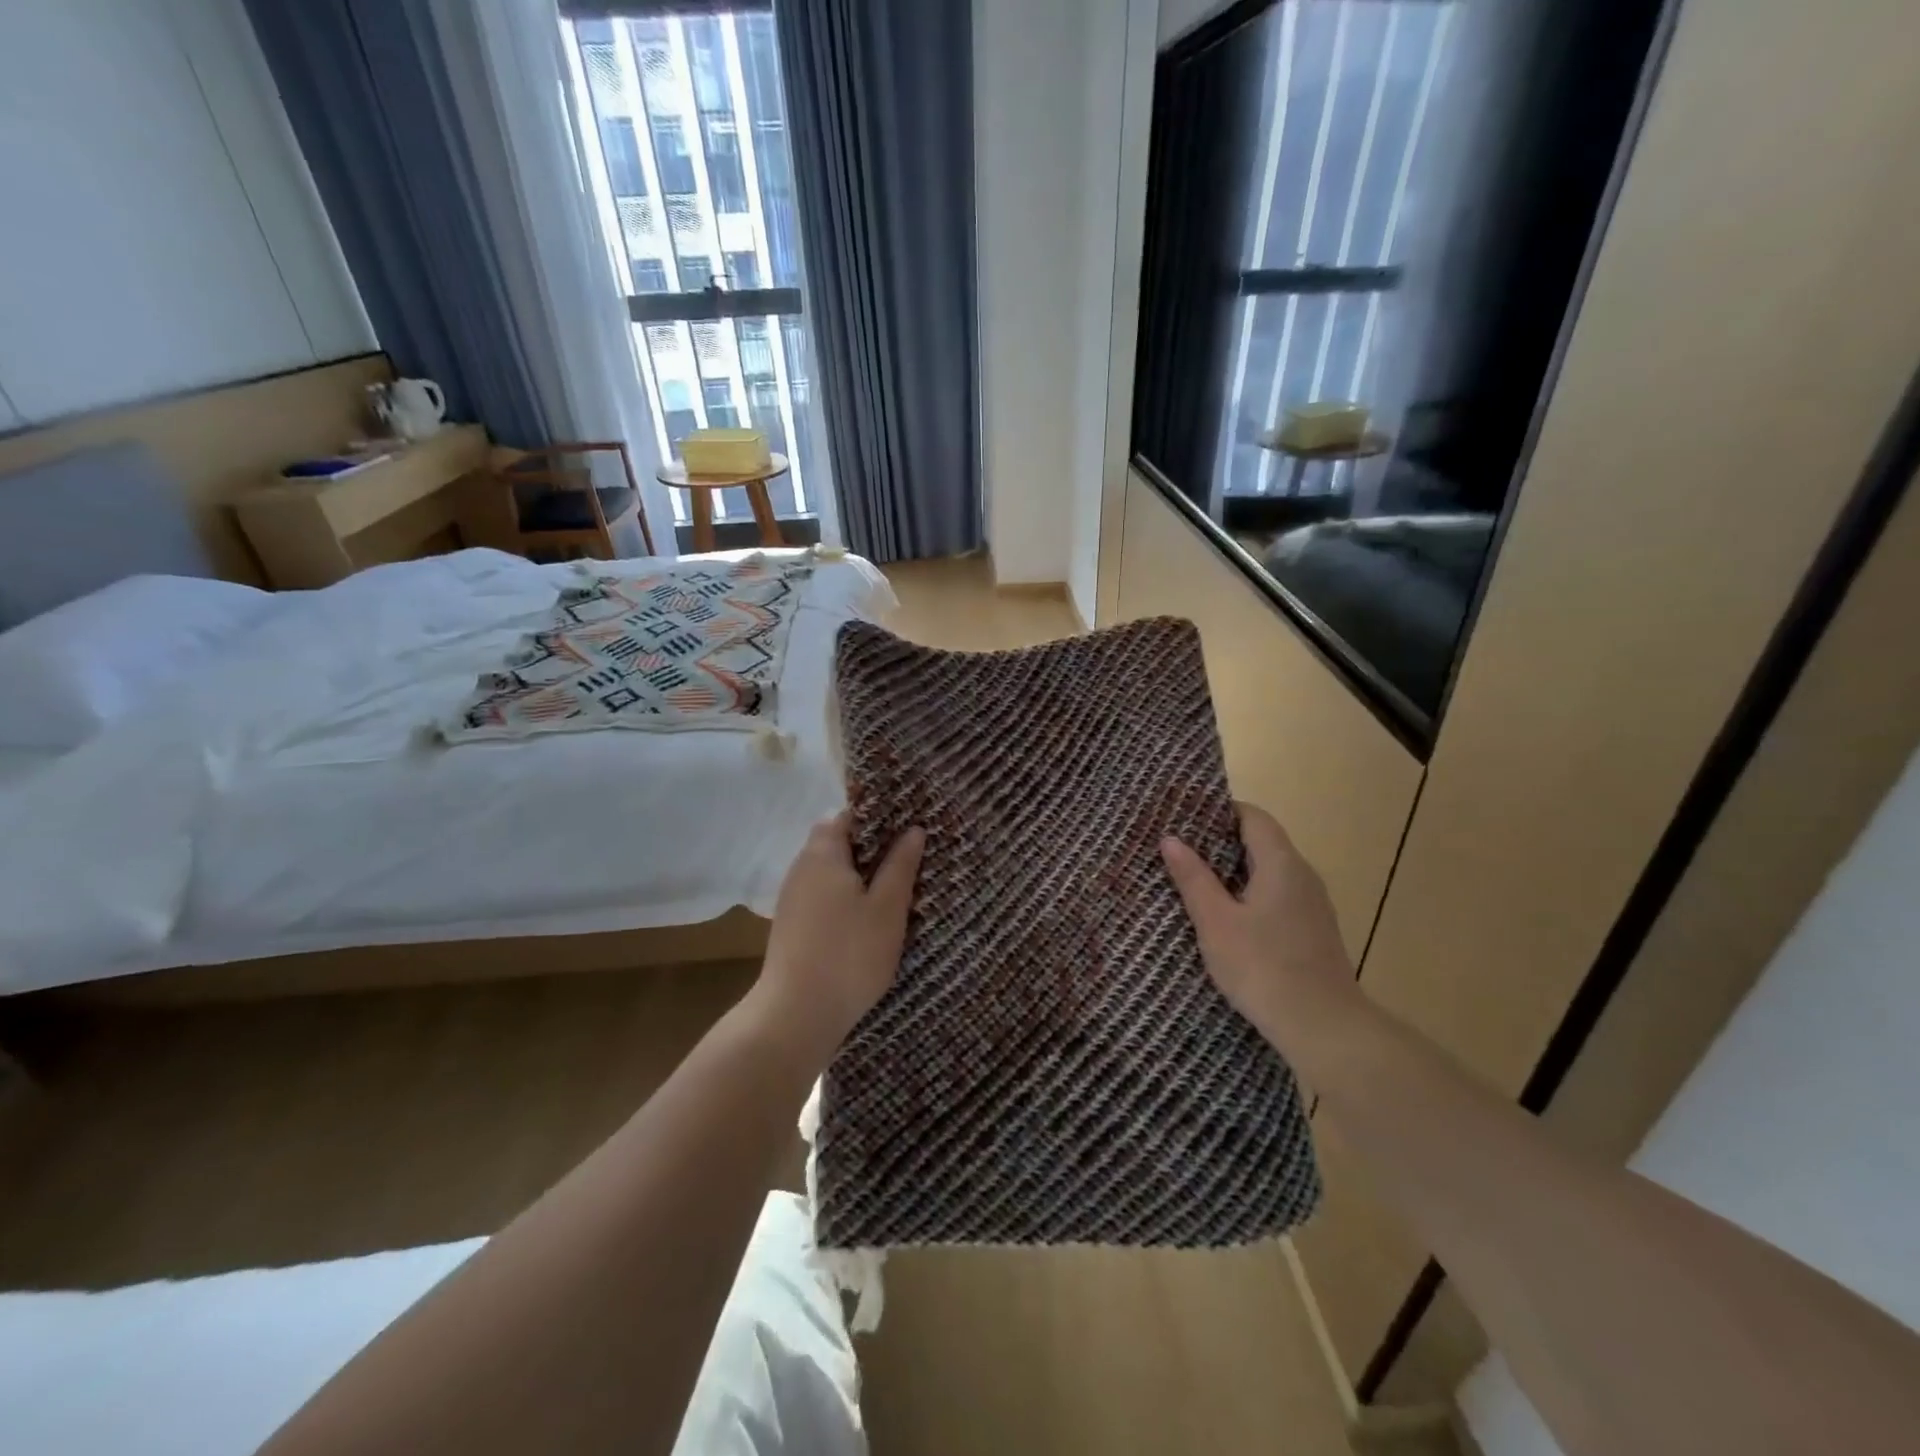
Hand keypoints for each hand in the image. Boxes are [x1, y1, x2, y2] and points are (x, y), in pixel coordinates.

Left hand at [756, 812, 924, 1061]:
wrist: (796, 1015)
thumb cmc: (849, 954)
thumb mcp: (887, 908)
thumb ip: (901, 865)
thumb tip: (913, 830)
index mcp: (823, 853)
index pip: (847, 816)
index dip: (878, 818)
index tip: (908, 828)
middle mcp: (802, 868)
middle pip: (837, 843)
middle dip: (871, 849)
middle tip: (907, 861)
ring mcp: (792, 898)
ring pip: (830, 872)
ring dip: (858, 876)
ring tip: (893, 891)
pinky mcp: (791, 926)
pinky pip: (822, 897)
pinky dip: (844, 899)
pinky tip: (866, 920)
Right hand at [1160, 803, 1359, 1057]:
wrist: (1324, 1028)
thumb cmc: (1263, 967)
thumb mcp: (1215, 922)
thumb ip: (1193, 878)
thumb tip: (1171, 839)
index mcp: (1282, 864)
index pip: (1253, 817)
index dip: (1220, 811)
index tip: (1185, 817)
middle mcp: (1303, 876)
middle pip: (1262, 842)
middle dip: (1221, 842)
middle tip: (1179, 848)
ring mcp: (1312, 906)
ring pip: (1269, 872)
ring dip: (1234, 871)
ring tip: (1194, 880)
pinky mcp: (1312, 932)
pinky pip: (1277, 897)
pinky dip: (1249, 895)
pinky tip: (1225, 917)